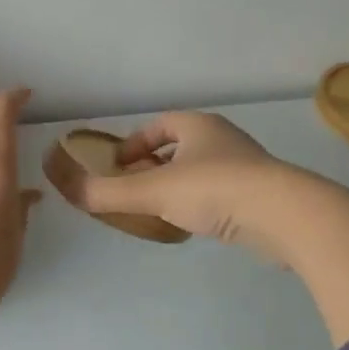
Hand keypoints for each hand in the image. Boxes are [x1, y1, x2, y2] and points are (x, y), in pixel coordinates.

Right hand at [49, 109, 348, 344]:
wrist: (284, 215)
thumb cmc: (214, 190)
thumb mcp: (151, 191)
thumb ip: (106, 193)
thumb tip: (65, 189)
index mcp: (198, 126)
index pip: (159, 125)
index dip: (134, 143)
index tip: (117, 167)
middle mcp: (223, 139)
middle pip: (180, 146)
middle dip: (153, 165)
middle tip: (134, 189)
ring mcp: (246, 166)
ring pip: (201, 170)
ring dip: (177, 185)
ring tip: (160, 210)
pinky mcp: (261, 194)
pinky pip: (220, 192)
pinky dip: (201, 202)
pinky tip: (194, 224)